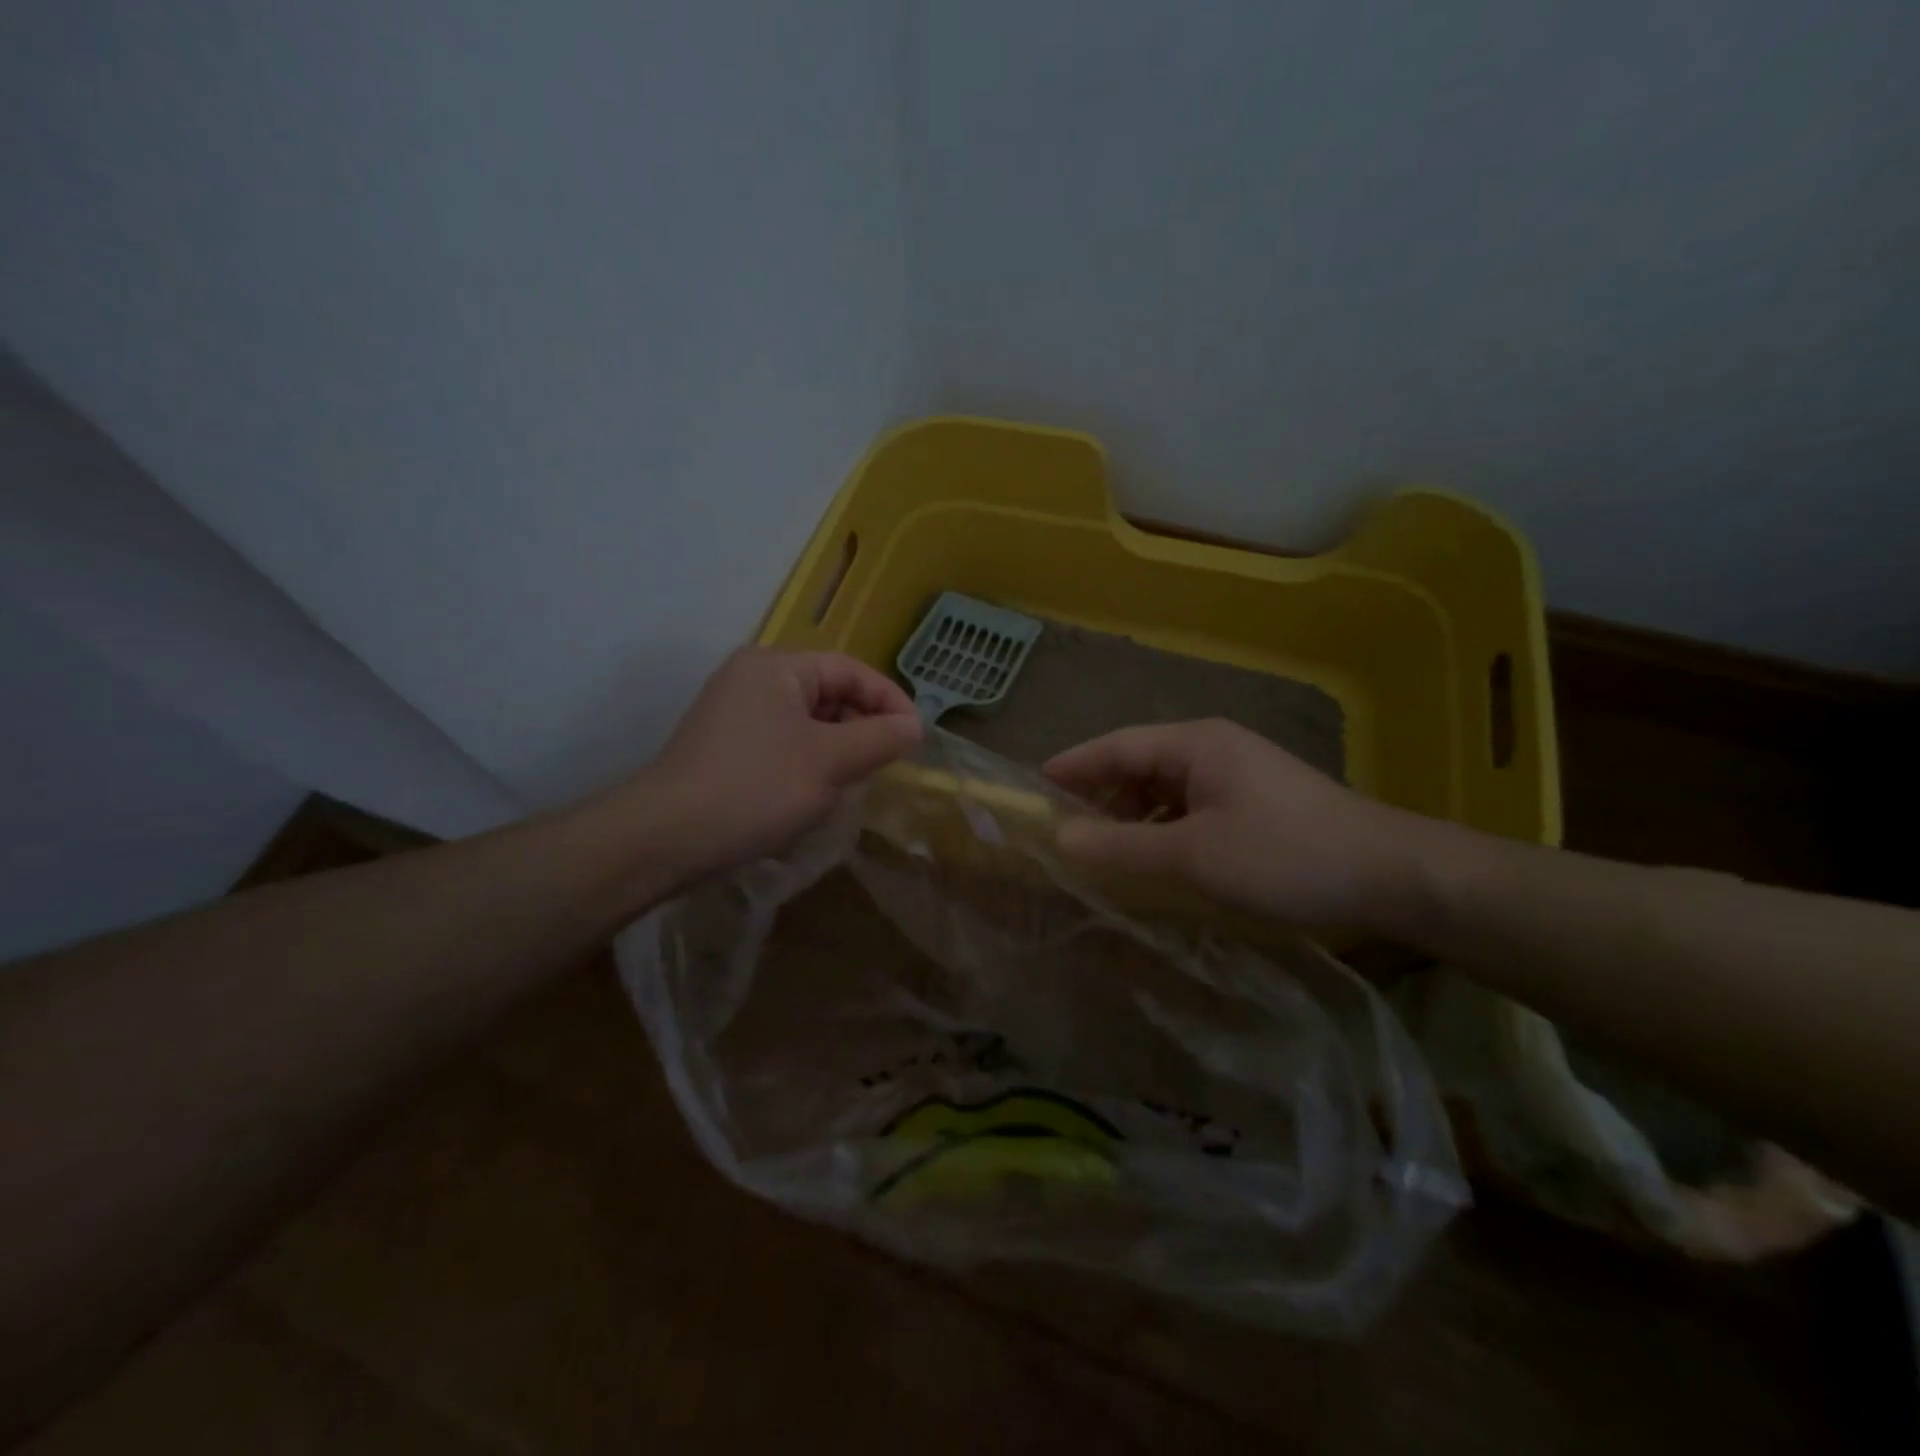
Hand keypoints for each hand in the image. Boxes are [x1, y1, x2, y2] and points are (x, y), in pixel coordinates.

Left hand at [638, 648, 922, 881]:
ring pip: (808, 722)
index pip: (850, 670)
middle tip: (885, 765)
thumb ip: (878, 738)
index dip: (889, 700)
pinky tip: (812, 796)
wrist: (665, 838)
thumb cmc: (755, 788)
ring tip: (850, 784)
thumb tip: (914, 725)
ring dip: (837, 750)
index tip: (916, 738)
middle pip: (828, 693)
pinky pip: (784, 743)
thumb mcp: (829, 762)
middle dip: (861, 728)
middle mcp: (753, 679)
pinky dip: (808, 763)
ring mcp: (735, 712)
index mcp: (777, 667)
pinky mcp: (726, 746)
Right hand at [1044, 719, 1454, 928]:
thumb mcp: (1193, 855)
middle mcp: (1213, 749)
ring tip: (1106, 855)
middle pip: (1139, 766)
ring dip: (1133, 819)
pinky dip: (1164, 831)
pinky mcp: (1255, 804)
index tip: (1034, 788)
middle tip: (1066, 834)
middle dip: (1101, 798)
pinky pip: (1191, 810)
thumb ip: (1122, 847)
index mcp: (1195, 744)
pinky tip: (1157, 862)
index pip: (1116, 745)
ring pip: (1165, 791)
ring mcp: (1237, 776)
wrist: (1392, 875)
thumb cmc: (1285, 854)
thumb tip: (1061, 840)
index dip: (1072, 766)